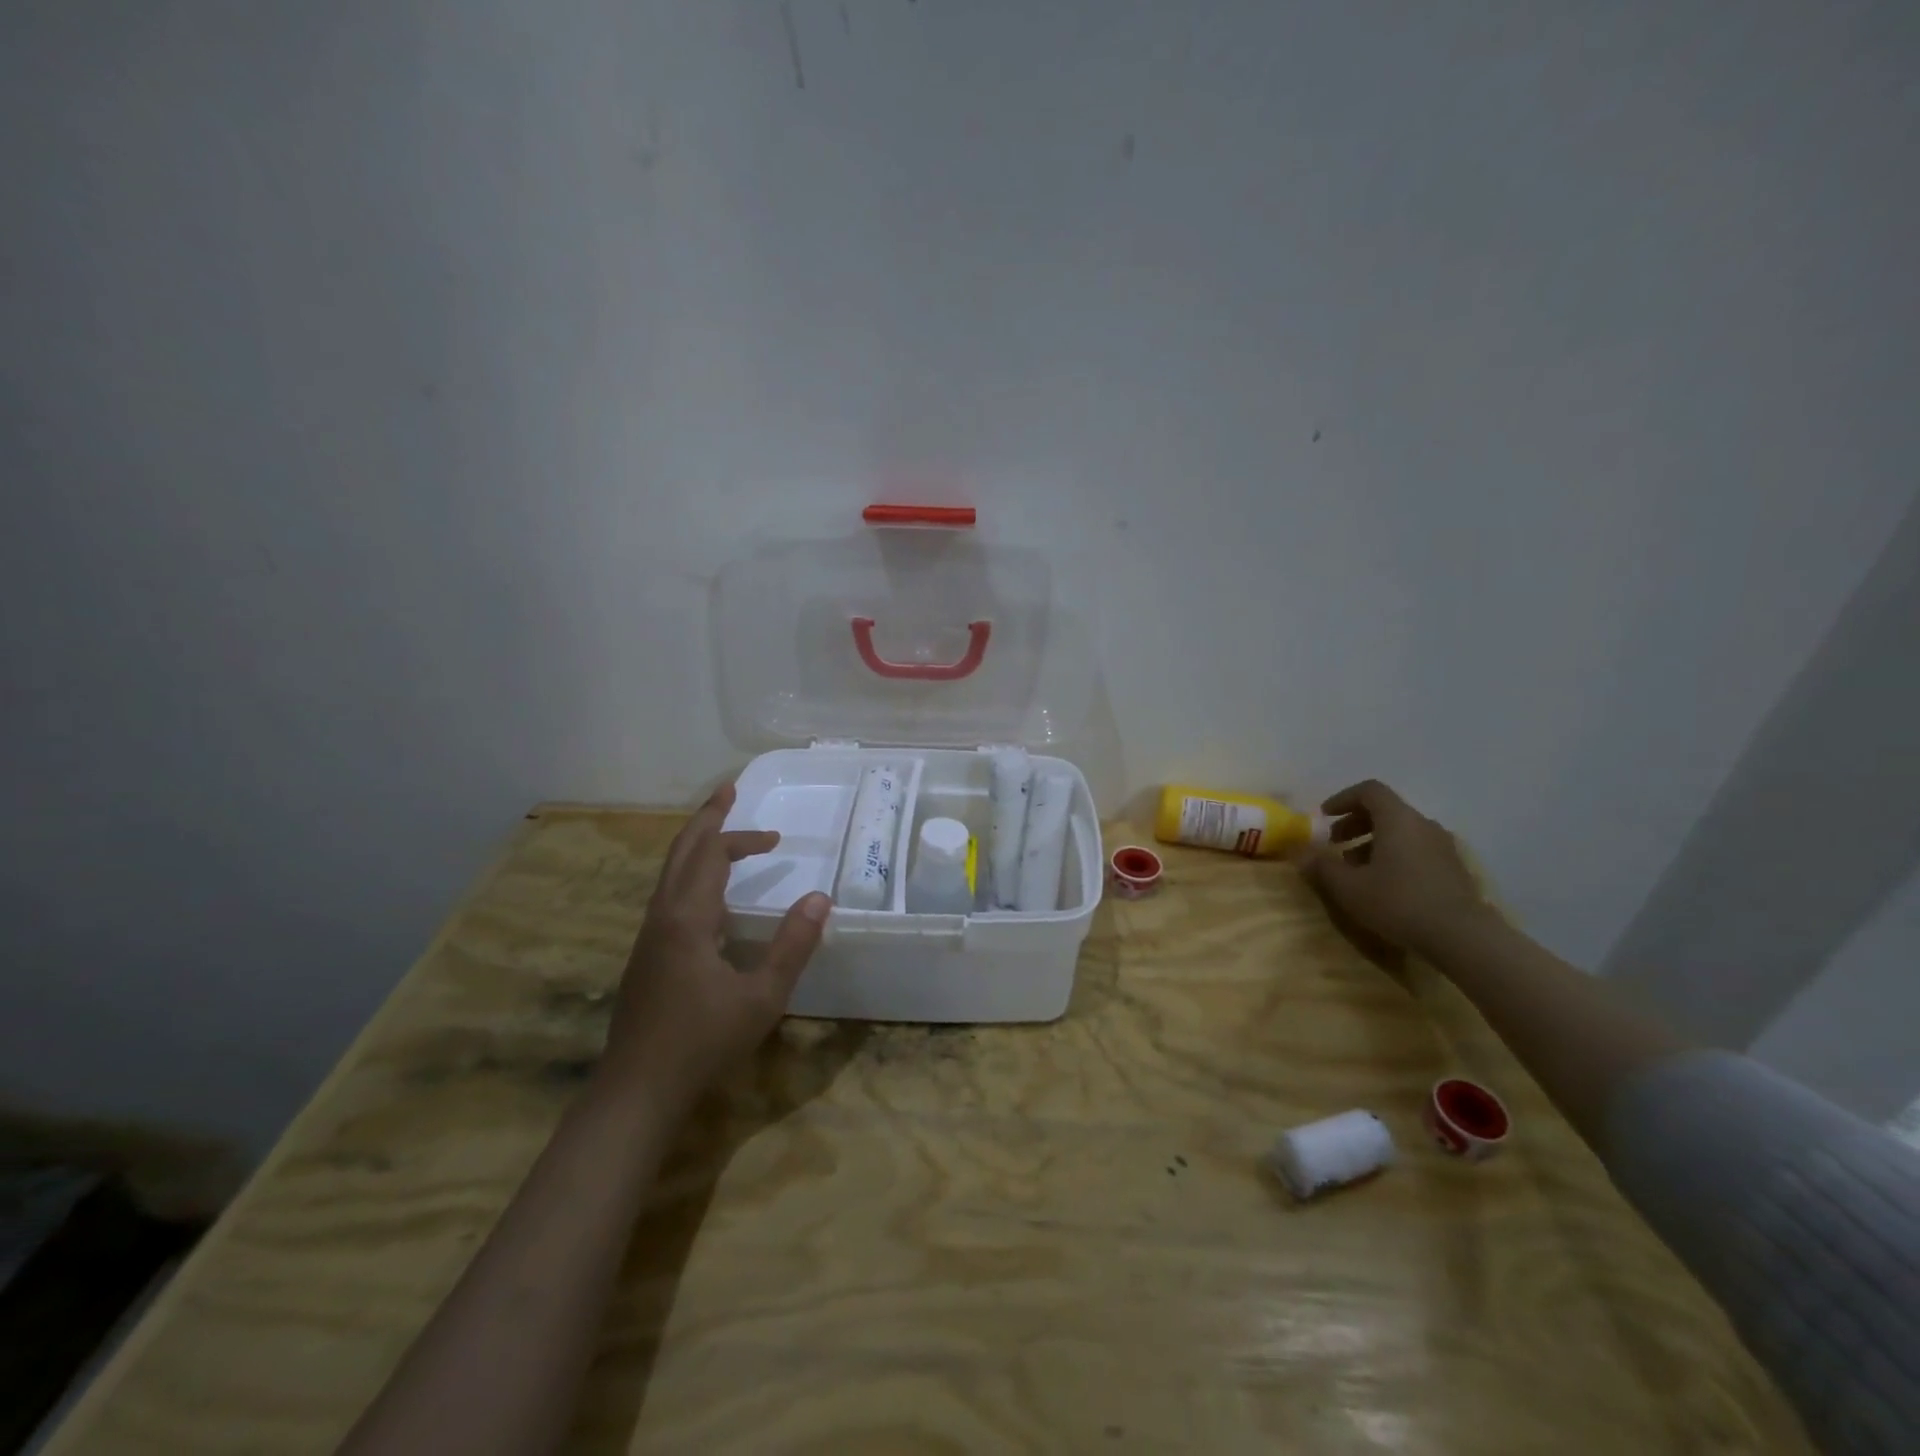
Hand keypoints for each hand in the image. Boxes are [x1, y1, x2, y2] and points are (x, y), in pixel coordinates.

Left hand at [601, 782, 830, 1115]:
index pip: (712, 856)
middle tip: (728, 791)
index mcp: (687, 918)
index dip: (743, 839)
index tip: (777, 838)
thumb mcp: (762, 997)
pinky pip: (668, 895)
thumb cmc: (702, 1042)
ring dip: (696, 846)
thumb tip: (820, 898)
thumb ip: (793, 946)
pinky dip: (690, 874)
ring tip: (721, 833)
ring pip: (669, 873)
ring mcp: (648, 937)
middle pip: (681, 852)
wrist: (637, 1091)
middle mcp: (662, 917)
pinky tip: (709, 895)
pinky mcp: (645, 957)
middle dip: (705, 818)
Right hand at [1296, 779, 1487, 954]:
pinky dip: (1395, 855)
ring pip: (1402, 832)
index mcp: (1397, 819)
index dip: (1342, 799)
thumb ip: (1321, 866)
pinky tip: (1385, 884)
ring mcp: (1443, 846)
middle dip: (1355, 823)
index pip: (1369, 790)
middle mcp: (1423, 824)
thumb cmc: (1398, 902)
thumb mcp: (1348, 887)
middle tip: (1335, 844)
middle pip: (1385, 810)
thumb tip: (1300, 852)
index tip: (1324, 817)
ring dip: (1374, 842)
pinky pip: (1417, 849)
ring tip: (1356, 868)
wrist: (1462, 937)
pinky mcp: (1453, 868)